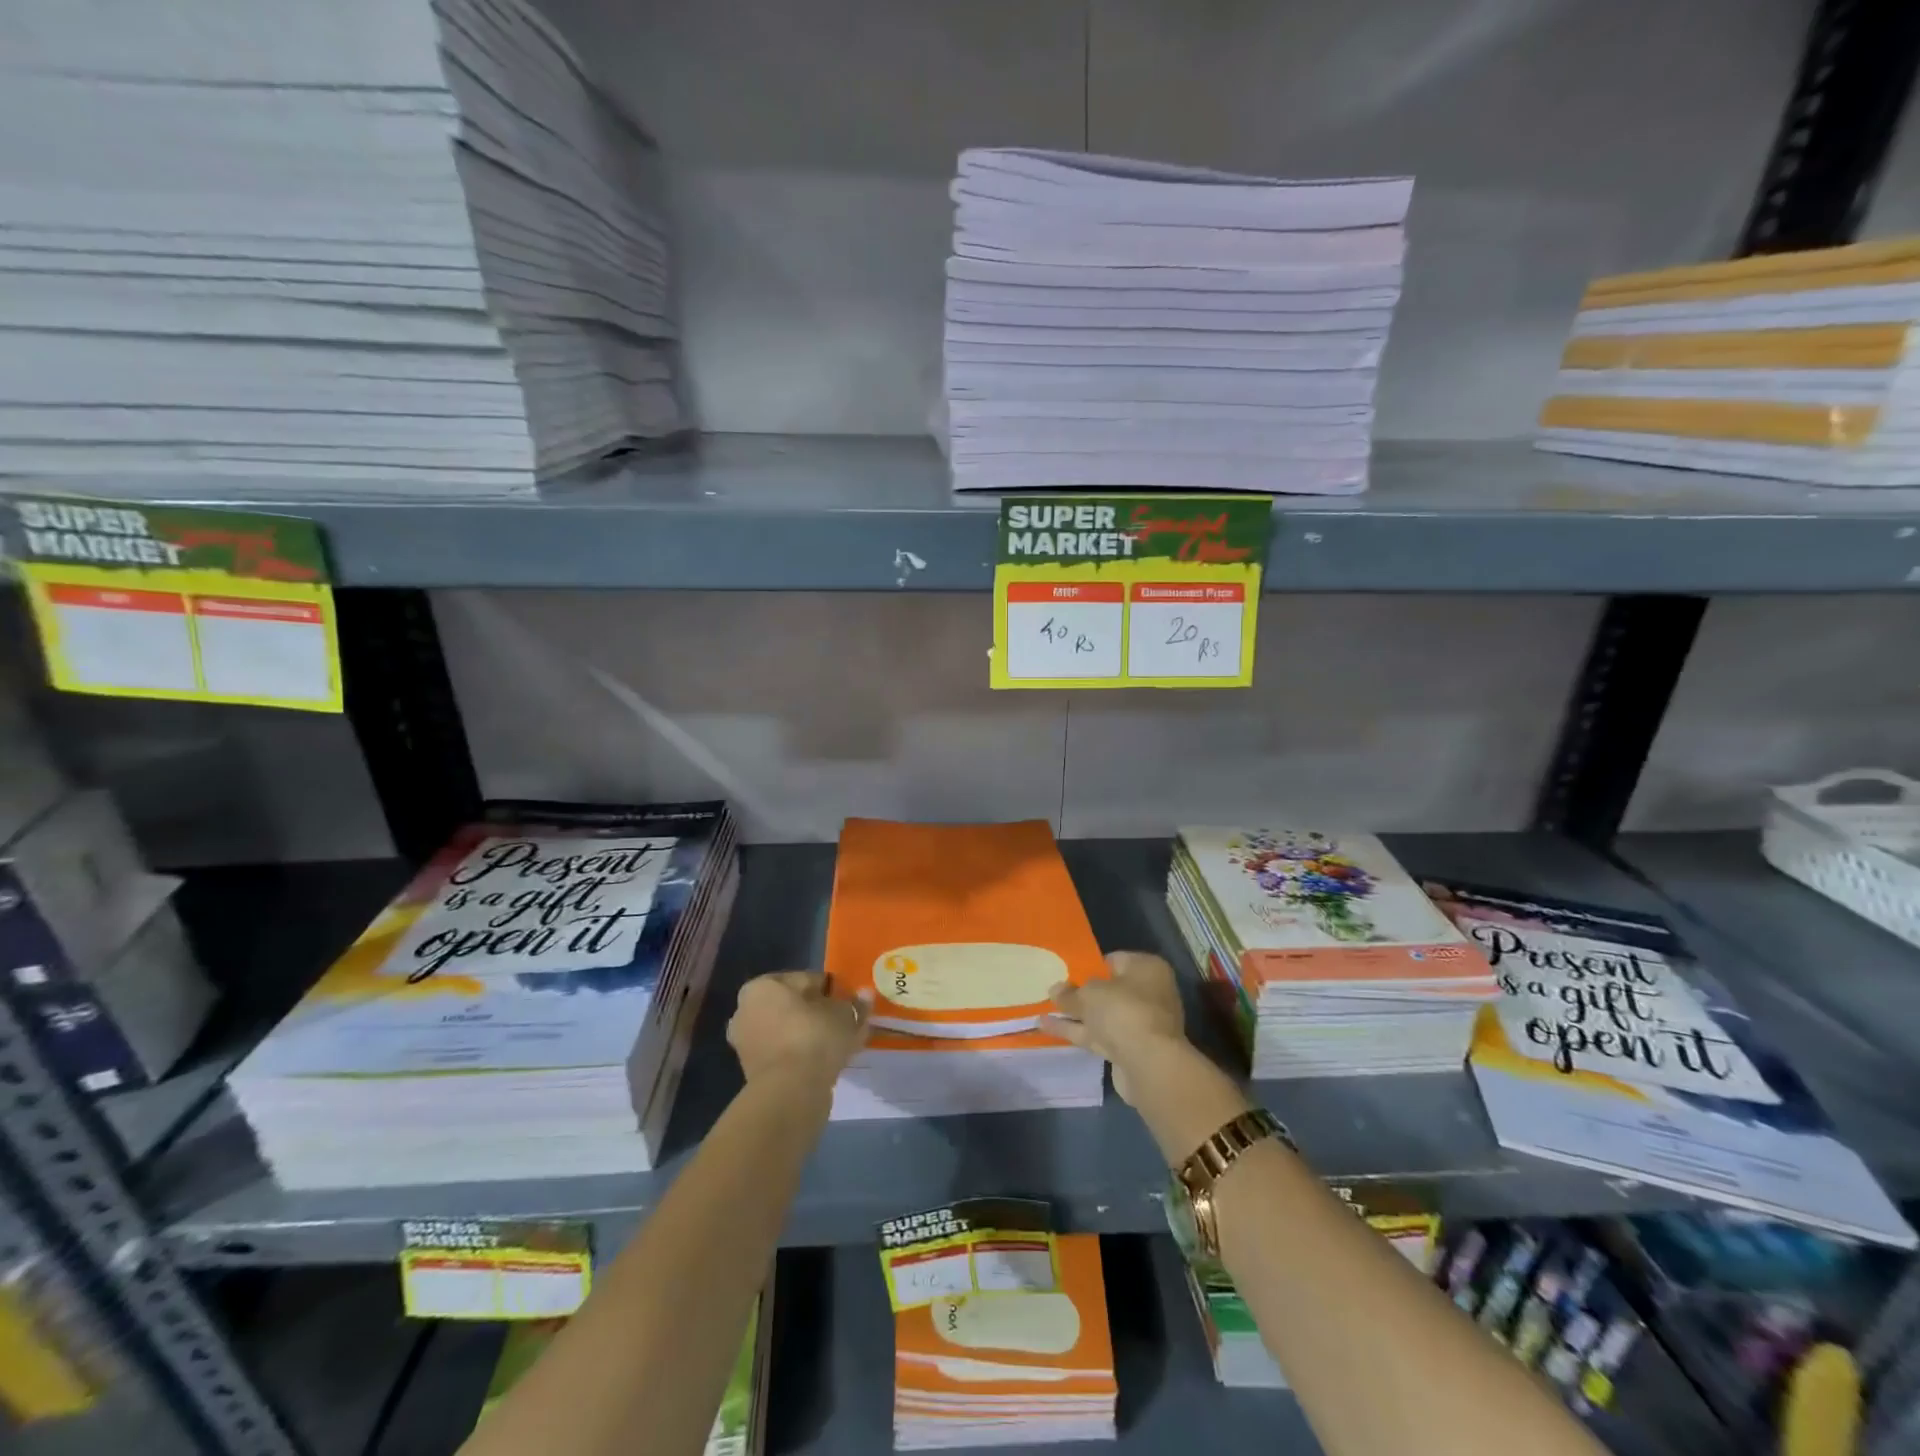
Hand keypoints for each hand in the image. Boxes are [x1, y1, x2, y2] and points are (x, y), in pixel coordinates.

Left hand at [727, 972, 871, 1089]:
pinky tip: (828, 1061)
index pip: (805, 979)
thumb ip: (854, 1004)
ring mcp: (747, 1043)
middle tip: (845, 1022)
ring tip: (841, 1043)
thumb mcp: (844, 1014)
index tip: (849, 1001)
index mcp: (762, 987)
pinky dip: (804, 1054)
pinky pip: (786, 1053)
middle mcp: (747, 1011)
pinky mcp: (754, 1072)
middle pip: (794, 1006)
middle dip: (819, 1012)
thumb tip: (865, 994)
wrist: (790, 1092)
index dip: (831, 989)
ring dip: (813, 1034)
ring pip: (790, 1031)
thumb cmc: (814, 1037)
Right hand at [1041, 951, 1187, 1103]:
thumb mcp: (1090, 994)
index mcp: (1147, 968)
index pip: (1114, 960)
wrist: (1150, 1065)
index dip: (1089, 966)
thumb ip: (1070, 992)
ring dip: (1076, 1013)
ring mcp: (1140, 1023)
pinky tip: (1048, 1027)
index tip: (1067, 972)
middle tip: (1054, 992)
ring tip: (1043, 1009)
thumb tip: (1056, 989)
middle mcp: (1149, 993)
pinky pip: (1099, 1034)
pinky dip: (1077, 1030)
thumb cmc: (1123, 1011)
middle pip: (1109, 990)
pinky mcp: (1130, 1049)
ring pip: (1102, 1015)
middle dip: (1081, 993)